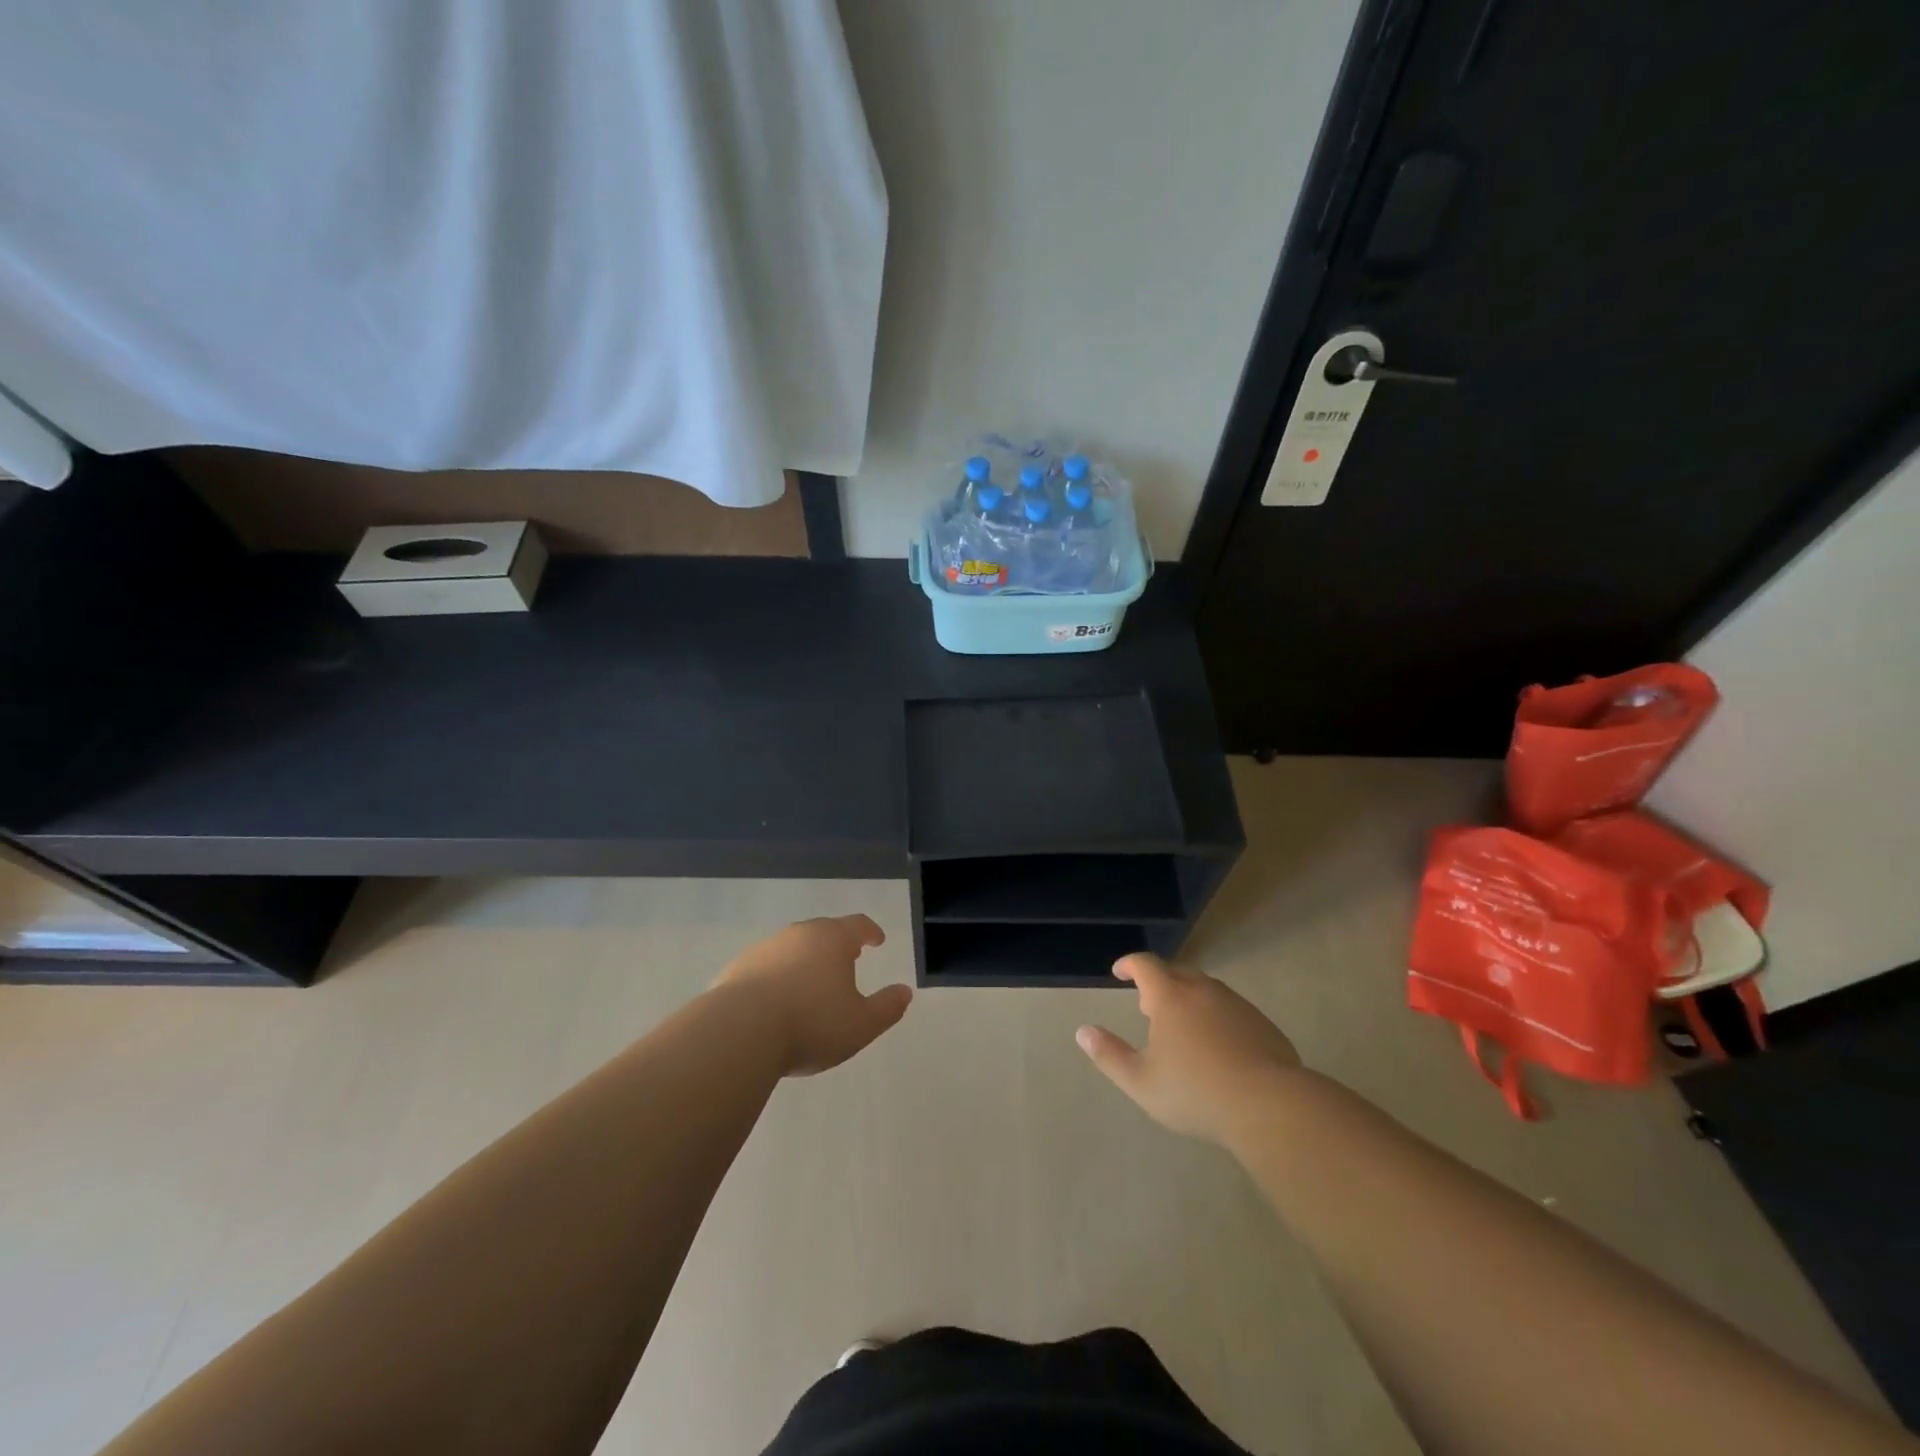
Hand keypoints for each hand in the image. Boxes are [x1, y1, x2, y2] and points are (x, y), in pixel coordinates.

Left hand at [715, 915, 911, 1076]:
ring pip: (792, 947)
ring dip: (805, 960)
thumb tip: (904, 992)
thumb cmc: (811, 1023)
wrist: (739, 1031)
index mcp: (832, 940)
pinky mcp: (736, 969)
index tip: (877, 940)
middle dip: (837, 943)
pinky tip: (776, 1001)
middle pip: (823, 931)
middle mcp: (798, 935)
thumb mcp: (862, 1024)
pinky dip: (776, 977)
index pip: (857, 925)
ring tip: (811, 982)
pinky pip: (765, 968)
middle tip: (848, 958)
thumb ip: (887, 1007)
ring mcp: (764, 949)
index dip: (870, 931)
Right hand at [1077, 953, 1301, 1145]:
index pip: (1145, 965)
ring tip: (1182, 1026)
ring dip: (1189, 999)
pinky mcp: (1263, 1025)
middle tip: (1148, 1004)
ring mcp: (1237, 1005)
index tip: (1119, 972)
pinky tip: (1219, 1048)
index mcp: (1171, 997)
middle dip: (1159, 983)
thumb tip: (1083, 1032)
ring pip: (1207, 991)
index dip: (1129, 965)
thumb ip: (1109, 1055)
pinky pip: (1231, 1011)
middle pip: (1177, 973)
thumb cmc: (1195, 1092)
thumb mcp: (1141, 1081)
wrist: (1269, 1106)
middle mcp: (1204, 991)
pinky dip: (1216, 1018)